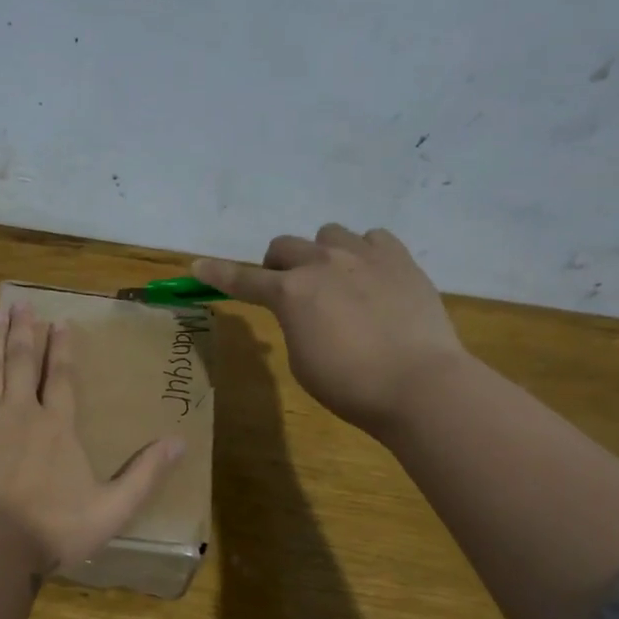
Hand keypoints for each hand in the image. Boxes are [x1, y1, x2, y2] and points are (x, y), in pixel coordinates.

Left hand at [0, 304, 184, 570]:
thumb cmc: (54, 527)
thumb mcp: (113, 507)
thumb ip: (145, 473)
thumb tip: (180, 442)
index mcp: (56, 425)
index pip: (60, 377)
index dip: (61, 348)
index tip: (60, 322)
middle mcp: (19, 413)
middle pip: (20, 363)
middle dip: (22, 331)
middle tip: (20, 304)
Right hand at [195, 225, 465, 434]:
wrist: (419, 383)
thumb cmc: (350, 385)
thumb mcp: (302, 360)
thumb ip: (294, 324)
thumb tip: (305, 310)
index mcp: (290, 293)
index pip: (243, 279)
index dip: (218, 274)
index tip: (199, 266)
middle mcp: (322, 263)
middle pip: (284, 246)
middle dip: (278, 265)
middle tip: (289, 289)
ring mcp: (364, 256)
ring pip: (328, 234)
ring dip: (322, 254)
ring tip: (337, 280)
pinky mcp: (400, 259)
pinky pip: (373, 238)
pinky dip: (365, 253)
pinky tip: (373, 276)